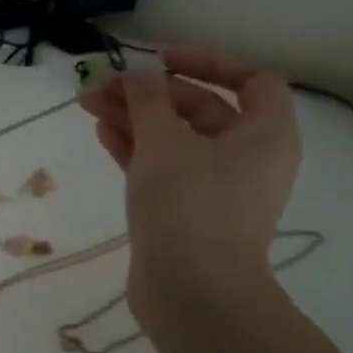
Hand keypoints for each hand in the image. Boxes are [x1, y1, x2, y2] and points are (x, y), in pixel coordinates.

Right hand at [80, 46, 300, 320]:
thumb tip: (138, 74)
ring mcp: (215, 187)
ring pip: (174, 138)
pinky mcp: (186, 210)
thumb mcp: (164, 141)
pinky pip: (162, 166)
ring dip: (134, 118)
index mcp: (265, 135)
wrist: (192, 292)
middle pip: (201, 107)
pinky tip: (102, 132)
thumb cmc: (189, 204)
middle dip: (150, 93)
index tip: (159, 60)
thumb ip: (147, 99)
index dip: (206, 62)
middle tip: (103, 86)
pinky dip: (135, 147)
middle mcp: (247, 157)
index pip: (251, 80)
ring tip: (87, 104)